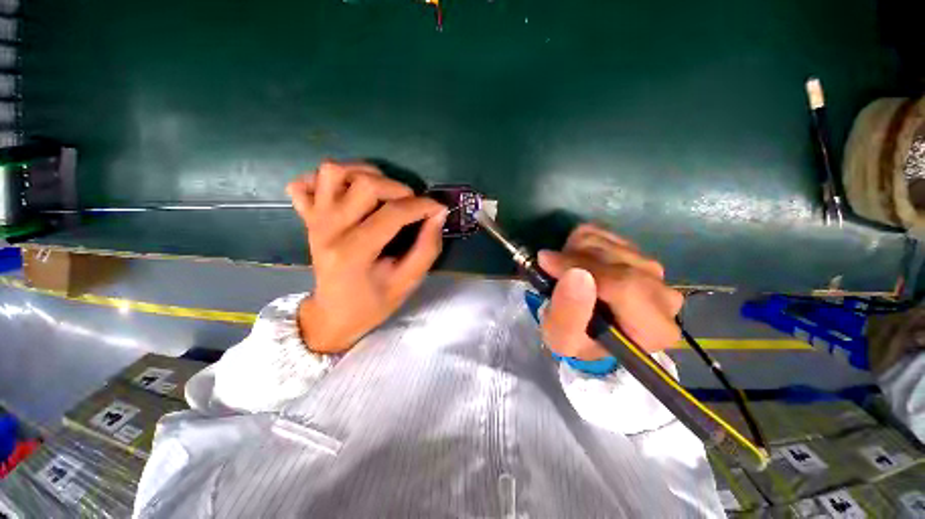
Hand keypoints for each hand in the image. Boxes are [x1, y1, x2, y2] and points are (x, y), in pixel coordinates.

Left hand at [287, 160, 446, 353]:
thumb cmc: (373, 303)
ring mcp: (314, 220)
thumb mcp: (408, 282)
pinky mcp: (307, 217)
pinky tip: (348, 193)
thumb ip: (427, 248)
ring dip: (366, 174)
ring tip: (384, 192)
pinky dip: (328, 180)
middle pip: (365, 184)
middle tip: (412, 205)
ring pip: (333, 171)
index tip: (439, 208)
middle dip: (399, 189)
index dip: (423, 206)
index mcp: (353, 253)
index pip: (392, 214)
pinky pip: (306, 182)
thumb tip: (438, 214)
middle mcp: (328, 229)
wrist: (333, 315)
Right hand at [537, 224, 683, 359]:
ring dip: (574, 252)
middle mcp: (664, 296)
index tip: (547, 263)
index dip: (582, 268)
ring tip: (564, 272)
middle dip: (574, 260)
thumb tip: (576, 274)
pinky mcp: (638, 251)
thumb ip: (568, 314)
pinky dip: (579, 242)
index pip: (624, 287)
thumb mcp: (562, 338)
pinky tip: (575, 261)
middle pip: (617, 260)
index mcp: (654, 328)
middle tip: (551, 271)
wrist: (588, 328)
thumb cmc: (577, 339)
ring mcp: (653, 270)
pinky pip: (603, 232)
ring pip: (607, 243)